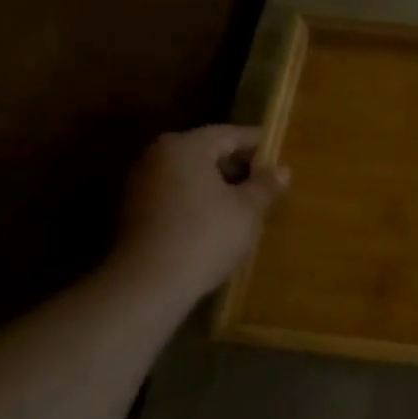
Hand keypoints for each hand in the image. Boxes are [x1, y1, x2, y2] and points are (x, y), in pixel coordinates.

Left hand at [110, 125, 288, 303]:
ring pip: (191, 174)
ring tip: (247, 204)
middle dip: (238, 165)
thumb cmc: (205, 236)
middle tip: (267, 181)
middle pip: (208, 151)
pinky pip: (176, 193)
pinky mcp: (135, 210)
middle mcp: (158, 155)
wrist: (148, 284)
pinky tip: (219, 220)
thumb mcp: (247, 210)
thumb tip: (282, 170)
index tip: (280, 153)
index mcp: (186, 146)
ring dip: (219, 185)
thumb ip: (265, 185)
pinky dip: (199, 200)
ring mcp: (142, 183)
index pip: (230, 134)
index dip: (259, 144)